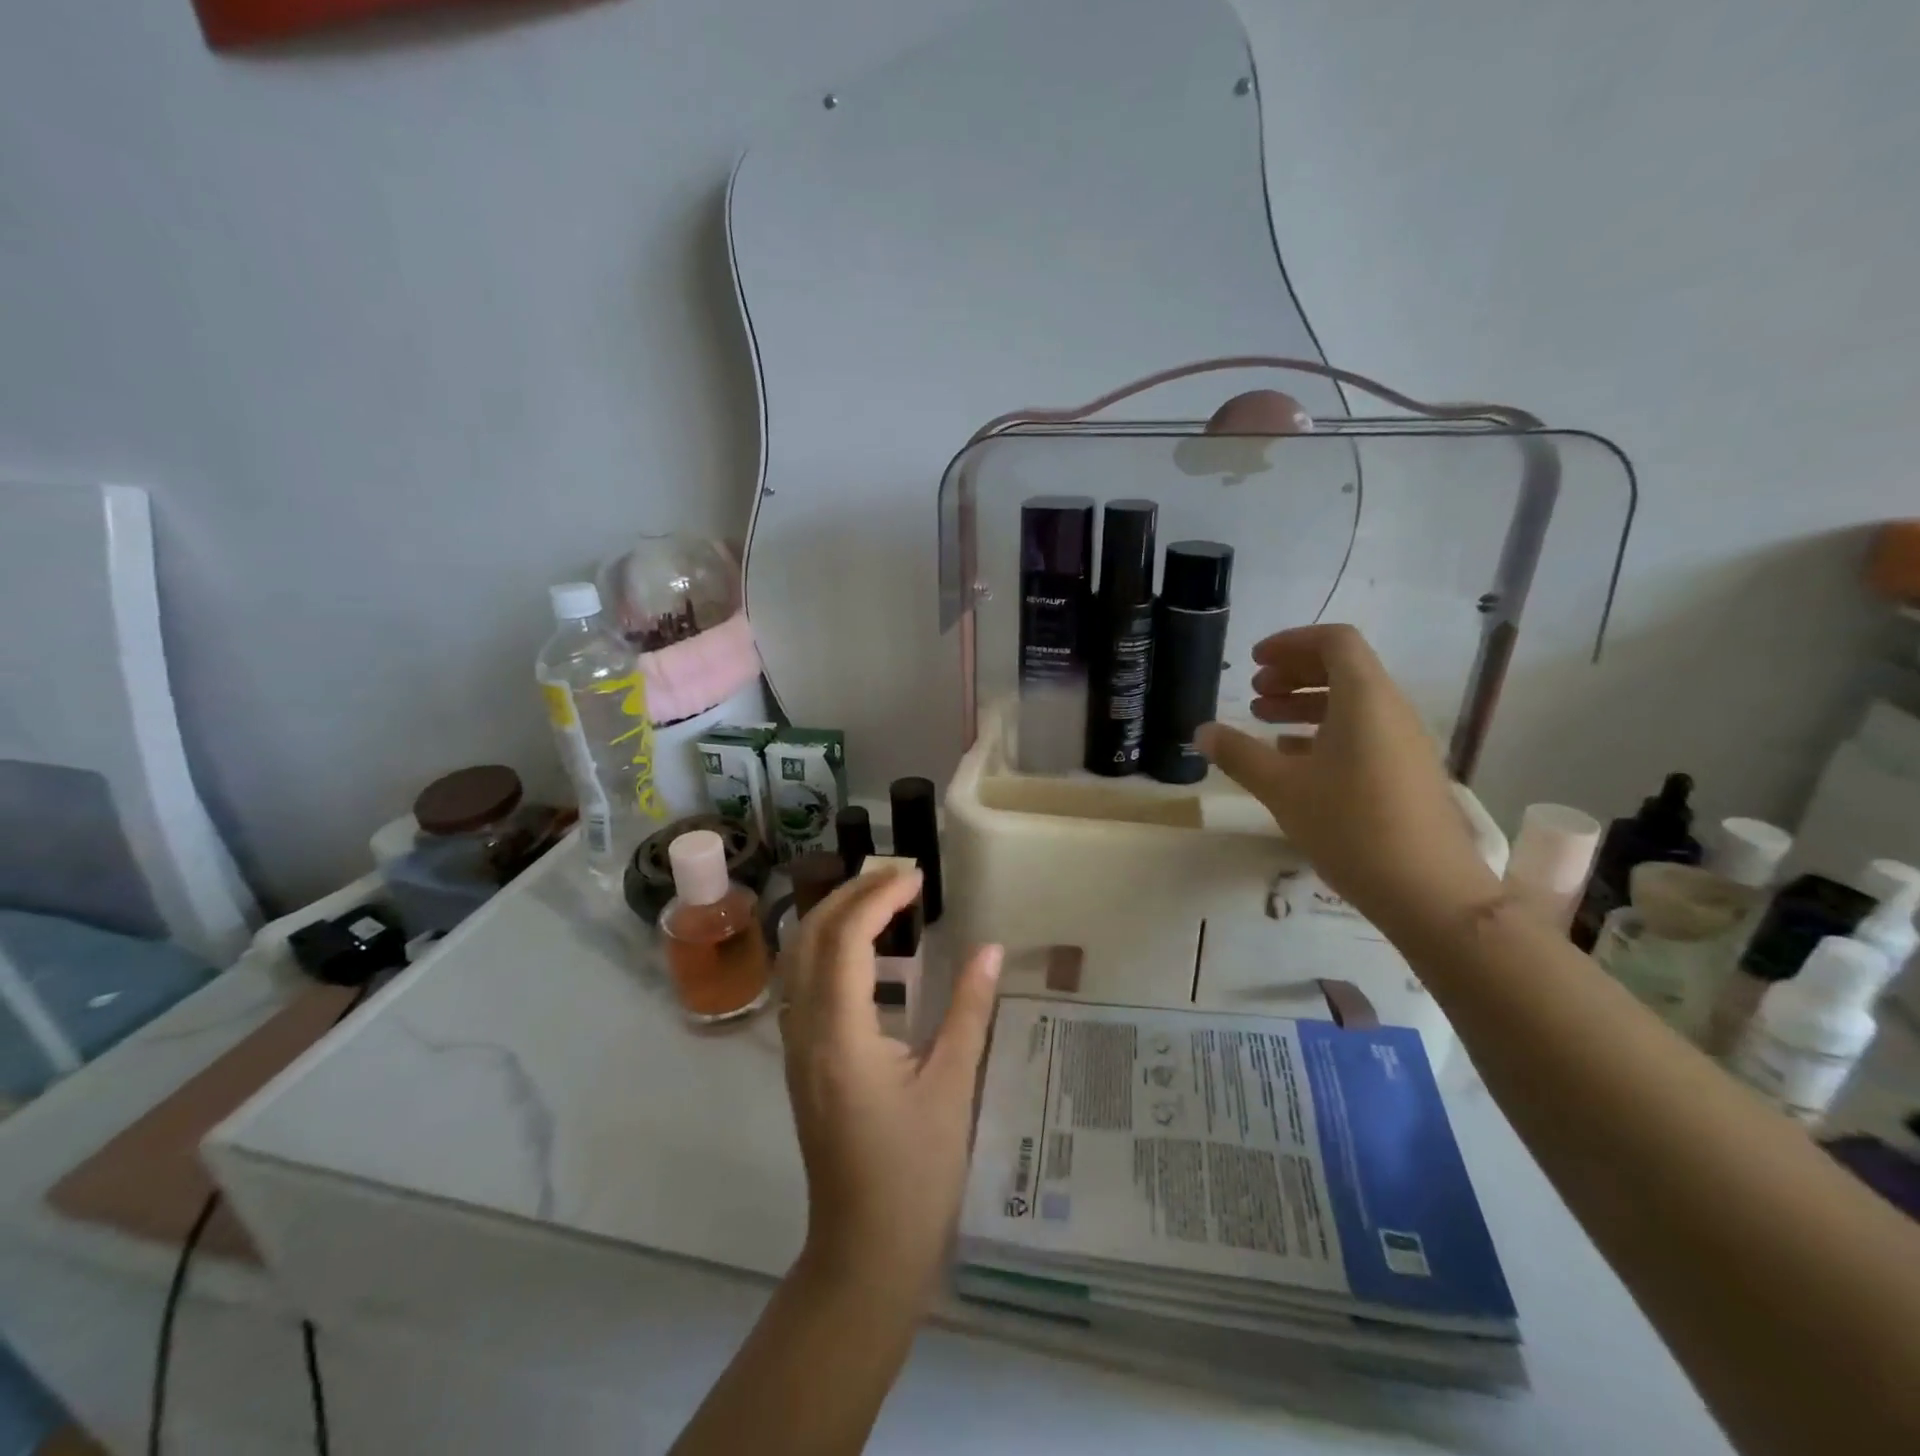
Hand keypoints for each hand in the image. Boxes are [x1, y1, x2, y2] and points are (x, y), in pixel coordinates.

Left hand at [779, 866, 1002, 1300]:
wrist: (865, 1253)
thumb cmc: (915, 1173)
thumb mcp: (952, 1087)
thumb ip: (970, 1010)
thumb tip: (990, 949)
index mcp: (839, 1034)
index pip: (845, 937)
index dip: (879, 897)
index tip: (918, 879)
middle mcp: (805, 1030)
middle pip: (811, 936)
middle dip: (851, 893)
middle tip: (900, 877)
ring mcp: (795, 1045)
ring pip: (799, 957)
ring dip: (835, 916)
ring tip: (884, 899)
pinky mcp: (801, 1059)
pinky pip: (803, 982)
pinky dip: (829, 947)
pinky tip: (867, 952)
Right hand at [1197, 623, 1499, 938]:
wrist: (1429, 892)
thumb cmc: (1350, 826)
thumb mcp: (1282, 788)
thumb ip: (1239, 754)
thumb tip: (1202, 731)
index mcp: (1365, 699)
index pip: (1334, 641)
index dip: (1291, 643)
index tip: (1255, 661)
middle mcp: (1391, 710)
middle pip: (1344, 668)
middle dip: (1294, 672)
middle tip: (1255, 692)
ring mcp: (1403, 742)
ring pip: (1352, 703)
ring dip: (1306, 703)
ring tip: (1265, 722)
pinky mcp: (1406, 772)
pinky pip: (1363, 732)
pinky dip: (1324, 731)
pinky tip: (1293, 759)